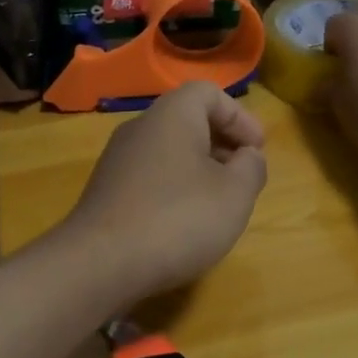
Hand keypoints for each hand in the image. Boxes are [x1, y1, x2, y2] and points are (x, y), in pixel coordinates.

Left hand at [61, 82, 267, 303]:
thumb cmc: (178, 219)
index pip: (208, 93)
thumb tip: (247, 157)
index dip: (240, 117)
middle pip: (187, 121)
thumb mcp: (235, 194)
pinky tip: (183, 224)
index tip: (257, 150)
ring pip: (167, 151)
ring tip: (217, 205)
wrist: (99, 264)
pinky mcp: (105, 192)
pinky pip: (149, 177)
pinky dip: (173, 189)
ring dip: (198, 170)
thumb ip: (252, 167)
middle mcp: (139, 128)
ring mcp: (116, 161)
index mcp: (171, 116)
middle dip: (221, 144)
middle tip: (243, 177)